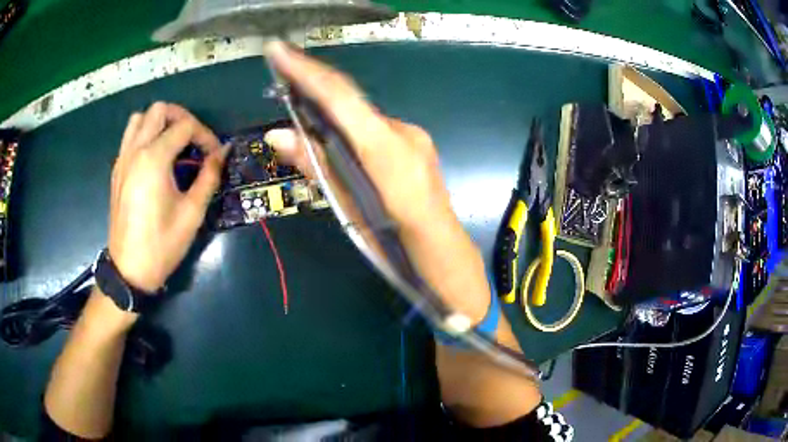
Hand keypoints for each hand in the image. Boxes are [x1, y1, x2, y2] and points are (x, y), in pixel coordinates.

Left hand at [108, 102, 227, 292]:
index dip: (205, 135)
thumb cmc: (162, 245)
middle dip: (181, 117)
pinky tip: (155, 158)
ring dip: (159, 122)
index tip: (215, 154)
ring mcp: (123, 159)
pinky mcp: (117, 170)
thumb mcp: (192, 213)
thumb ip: (209, 176)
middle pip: (159, 109)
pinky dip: (145, 135)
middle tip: (194, 139)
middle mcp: (135, 151)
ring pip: (139, 118)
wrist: (129, 270)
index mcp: (154, 159)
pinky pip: (130, 137)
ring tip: (172, 142)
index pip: (185, 126)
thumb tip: (223, 152)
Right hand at [263, 43, 490, 323]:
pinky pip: (375, 127)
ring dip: (332, 110)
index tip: (278, 50)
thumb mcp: (348, 205)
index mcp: (385, 147)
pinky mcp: (416, 144)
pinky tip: (339, 137)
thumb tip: (277, 135)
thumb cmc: (394, 242)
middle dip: (314, 85)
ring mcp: (414, 135)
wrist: (444, 252)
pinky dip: (351, 127)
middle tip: (283, 75)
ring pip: (363, 115)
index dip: (306, 70)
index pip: (339, 97)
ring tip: (303, 106)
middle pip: (350, 100)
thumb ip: (315, 164)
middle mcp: (402, 131)